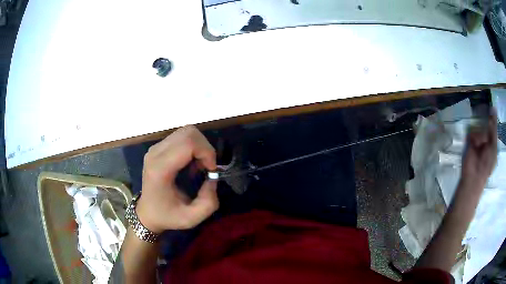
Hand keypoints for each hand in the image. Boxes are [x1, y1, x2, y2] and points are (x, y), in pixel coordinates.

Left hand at [135, 125, 217, 232]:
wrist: (147, 213)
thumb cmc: (167, 216)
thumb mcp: (191, 218)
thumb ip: (209, 202)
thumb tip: (213, 178)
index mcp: (160, 169)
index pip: (188, 143)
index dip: (207, 152)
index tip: (211, 171)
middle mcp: (155, 153)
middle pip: (188, 132)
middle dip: (205, 148)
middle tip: (207, 167)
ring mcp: (155, 148)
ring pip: (186, 132)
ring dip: (199, 146)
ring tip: (198, 166)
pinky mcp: (157, 147)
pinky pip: (181, 137)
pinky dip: (192, 147)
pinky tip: (190, 164)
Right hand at [461, 111, 497, 188]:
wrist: (475, 175)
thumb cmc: (487, 163)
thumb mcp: (493, 145)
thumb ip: (493, 128)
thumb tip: (493, 107)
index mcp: (493, 138)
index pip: (493, 122)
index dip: (492, 115)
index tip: (491, 106)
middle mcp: (486, 136)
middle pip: (486, 121)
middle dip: (485, 122)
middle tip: (486, 127)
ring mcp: (478, 137)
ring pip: (479, 126)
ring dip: (480, 134)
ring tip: (479, 145)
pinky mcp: (470, 139)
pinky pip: (472, 131)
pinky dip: (474, 136)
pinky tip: (474, 144)